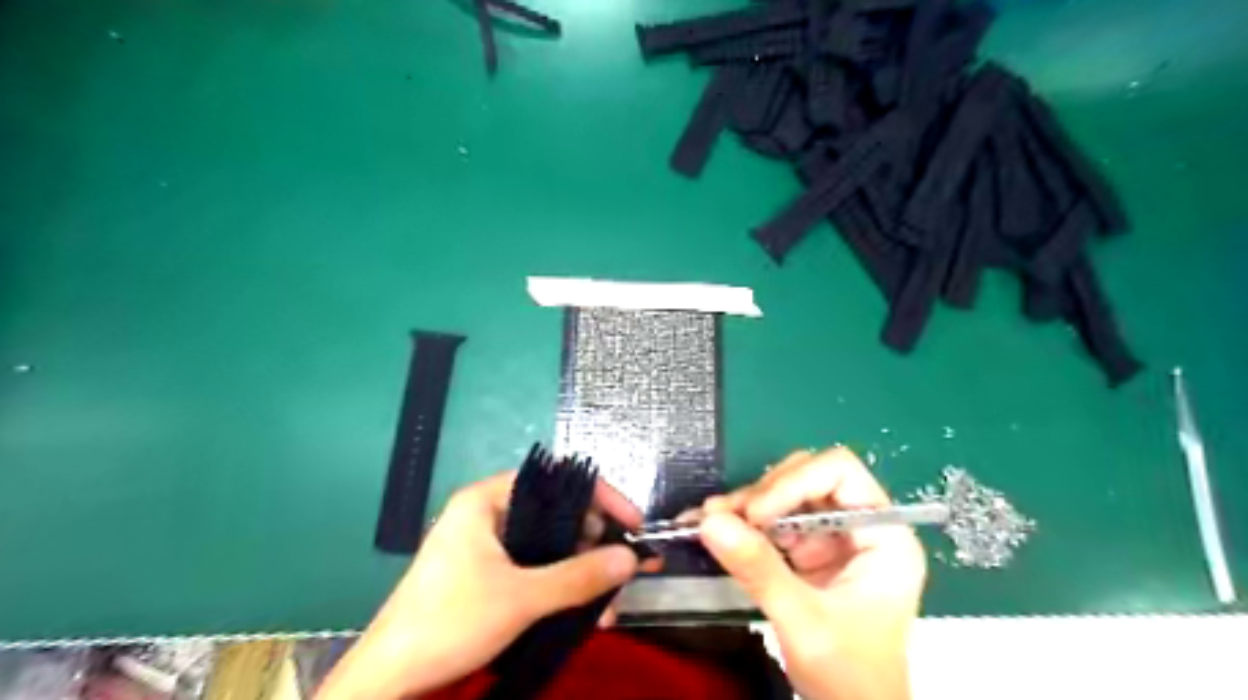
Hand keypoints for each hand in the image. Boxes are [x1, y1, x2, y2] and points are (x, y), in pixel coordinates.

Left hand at [317, 470, 643, 698]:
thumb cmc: (449, 621)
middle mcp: (489, 515)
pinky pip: (536, 570)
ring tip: (611, 605)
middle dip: (595, 545)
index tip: (632, 522)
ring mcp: (488, 546)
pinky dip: (562, 588)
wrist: (389, 679)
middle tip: (626, 568)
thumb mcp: (521, 597)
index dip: (599, 497)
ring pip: (549, 547)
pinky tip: (587, 615)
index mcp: (487, 500)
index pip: (555, 481)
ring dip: (582, 574)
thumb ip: (579, 576)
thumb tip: (631, 557)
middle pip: (556, 514)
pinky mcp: (488, 575)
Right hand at [701, 449, 923, 699]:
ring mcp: (831, 538)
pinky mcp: (807, 552)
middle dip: (764, 493)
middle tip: (724, 515)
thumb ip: (760, 571)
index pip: (840, 473)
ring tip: (710, 520)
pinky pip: (771, 521)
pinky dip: (742, 523)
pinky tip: (715, 530)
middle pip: (808, 477)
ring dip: (746, 505)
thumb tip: (710, 522)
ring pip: (785, 495)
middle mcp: (858, 526)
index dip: (795, 482)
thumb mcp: (805, 623)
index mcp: (884, 535)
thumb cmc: (850, 677)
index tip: (756, 514)